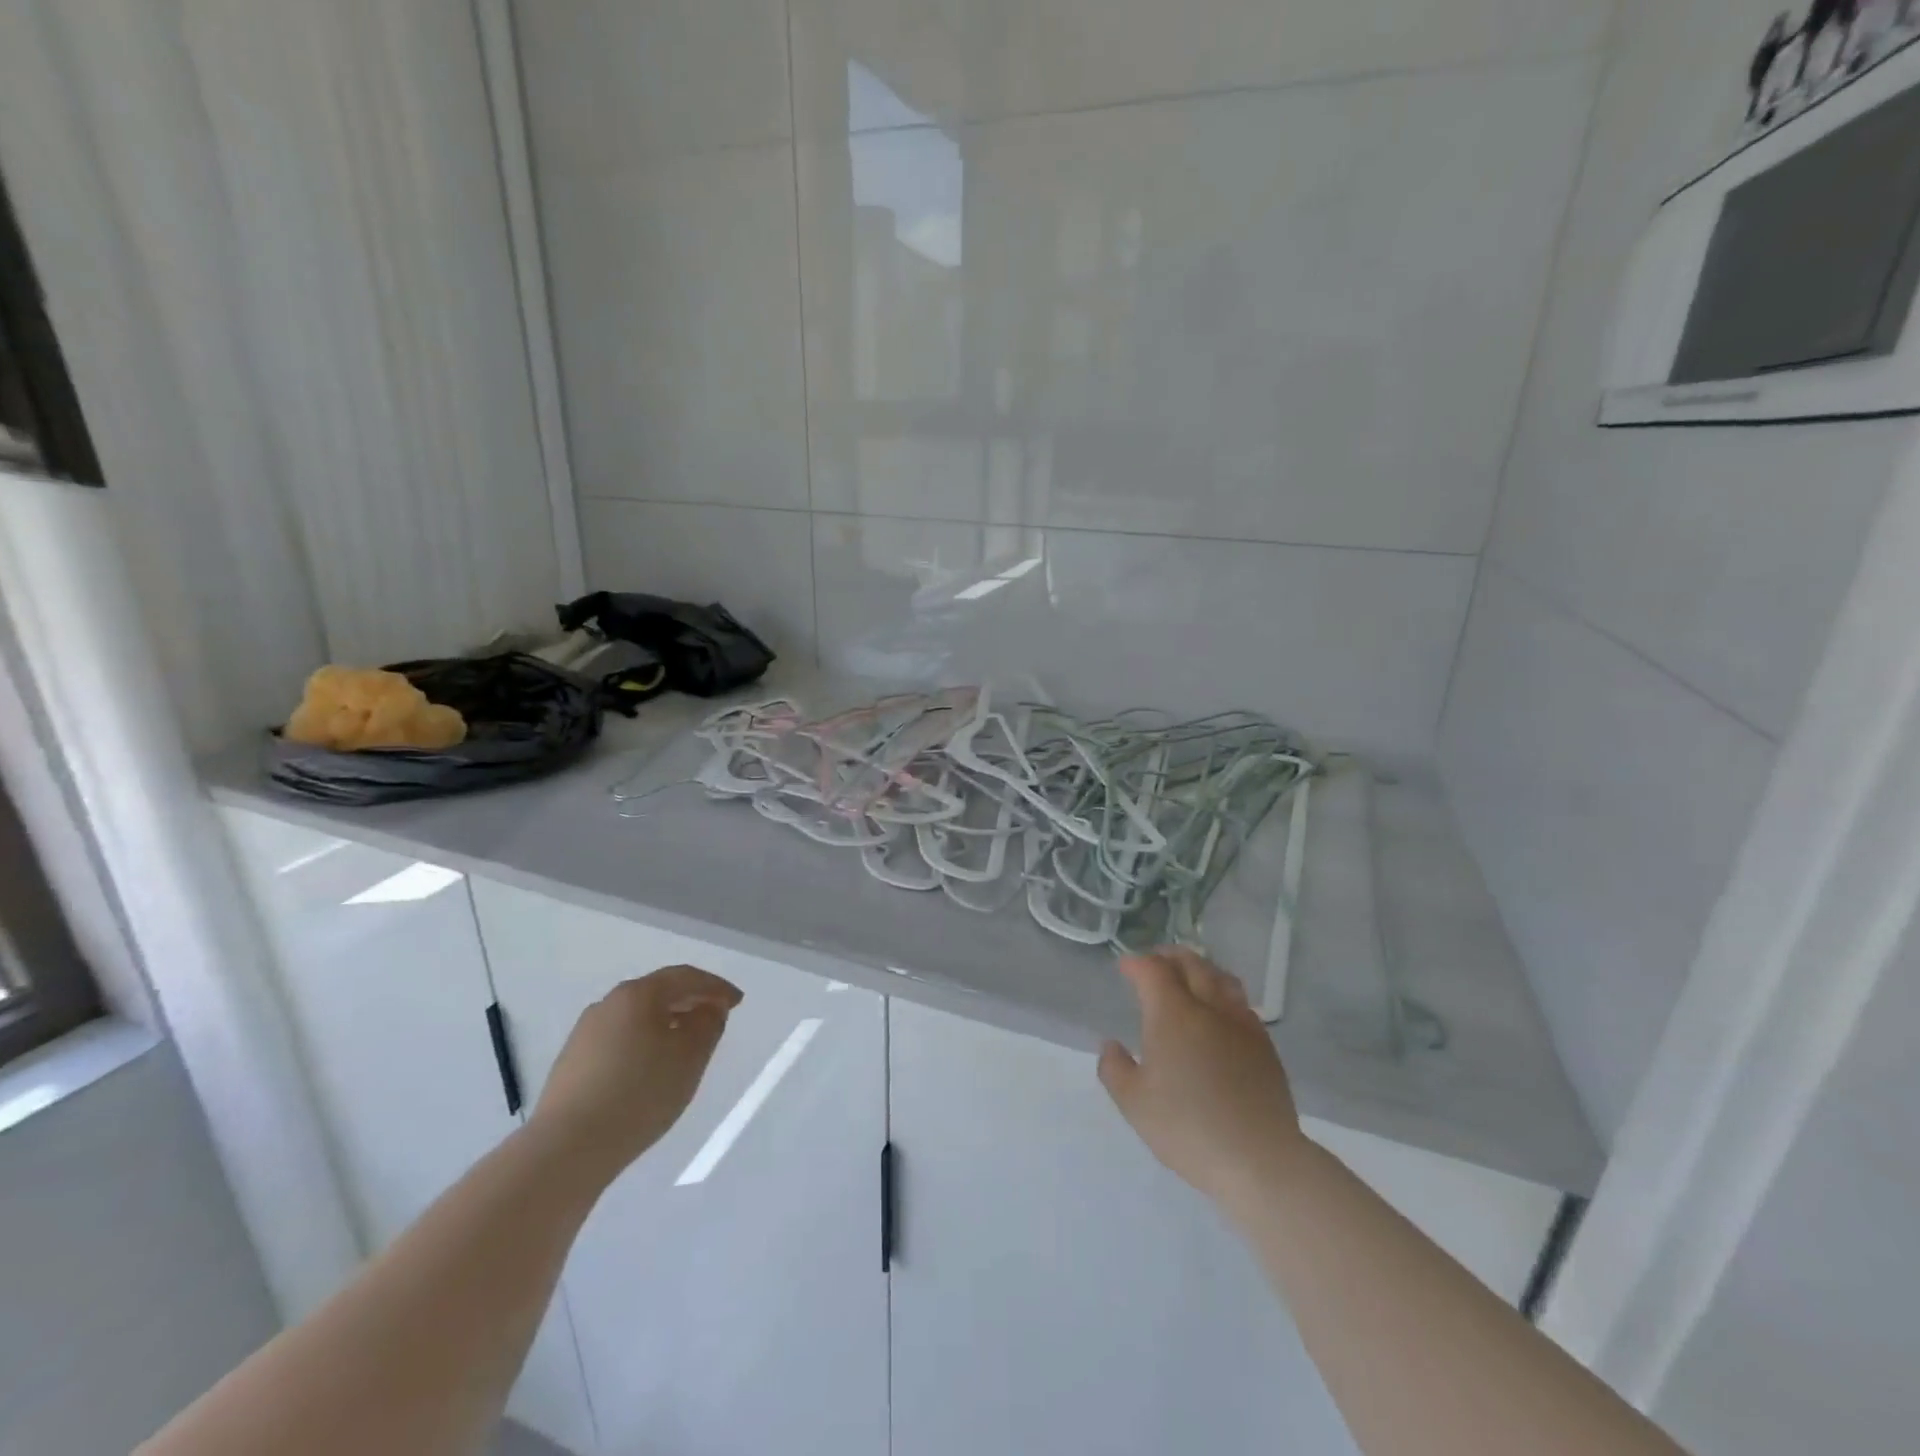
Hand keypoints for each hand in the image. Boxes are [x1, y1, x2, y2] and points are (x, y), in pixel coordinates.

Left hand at [531, 966, 742, 1176]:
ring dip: (666, 1023)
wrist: (567, 1148)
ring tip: (685, 1045)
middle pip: (658, 993)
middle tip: (715, 1017)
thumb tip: (708, 1009)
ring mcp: (585, 1034)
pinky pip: (619, 1040)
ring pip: (636, 1018)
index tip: (737, 1002)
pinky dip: (643, 1044)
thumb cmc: (639, 1093)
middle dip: (690, 1001)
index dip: (715, 986)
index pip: (685, 977)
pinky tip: (650, 1068)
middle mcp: (608, 1004)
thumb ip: (708, 1025)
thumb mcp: (690, 1057)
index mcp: (637, 994)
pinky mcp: (572, 1063)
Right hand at [1098, 949, 1308, 1209]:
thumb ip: (1114, 1068)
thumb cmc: (1187, 1128)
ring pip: (1222, 979)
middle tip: (1155, 962)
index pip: (1153, 970)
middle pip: (1191, 964)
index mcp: (1173, 1014)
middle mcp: (1209, 1007)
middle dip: (1169, 957)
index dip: (1136, 963)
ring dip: (1201, 969)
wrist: (1260, 1159)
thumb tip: (1111, 1044)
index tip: (1124, 967)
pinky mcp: (1265, 1046)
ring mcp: (1242, 1024)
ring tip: (1189, 978)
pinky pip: (1241, 1004)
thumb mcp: (1133, 1103)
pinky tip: (1219, 1014)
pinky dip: (1224, 995)